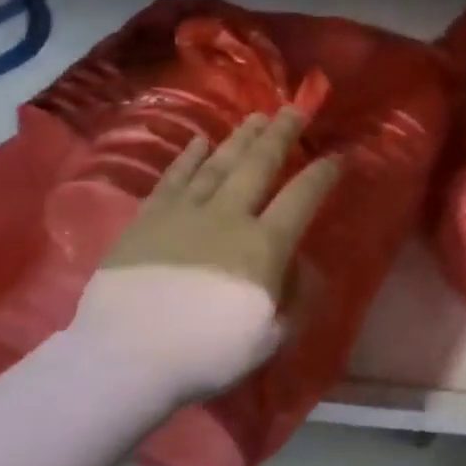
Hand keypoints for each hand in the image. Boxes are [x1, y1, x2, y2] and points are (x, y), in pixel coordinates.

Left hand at [74, 109, 339, 400]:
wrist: (127, 356)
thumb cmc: (207, 353)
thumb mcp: (269, 337)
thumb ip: (292, 297)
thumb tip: (297, 266)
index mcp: (263, 246)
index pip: (302, 198)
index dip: (323, 174)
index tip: (337, 156)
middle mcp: (228, 216)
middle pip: (260, 165)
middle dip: (281, 135)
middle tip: (294, 109)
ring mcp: (184, 212)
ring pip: (219, 163)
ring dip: (241, 138)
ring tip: (257, 117)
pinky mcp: (148, 218)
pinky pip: (174, 177)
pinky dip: (188, 157)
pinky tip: (200, 141)